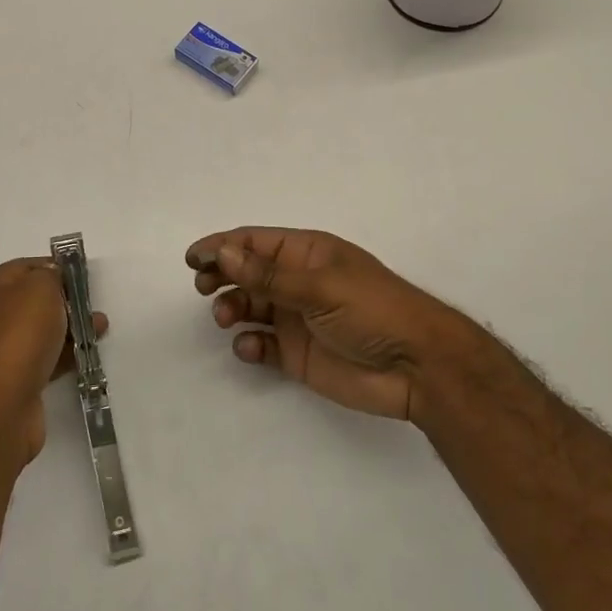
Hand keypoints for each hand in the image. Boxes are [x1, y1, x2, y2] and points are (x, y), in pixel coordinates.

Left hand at [0, 258, 106, 463]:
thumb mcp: (38, 288)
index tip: (80, 275)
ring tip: (99, 329)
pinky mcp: (9, 382)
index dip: (52, 267)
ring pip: (38, 331)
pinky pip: (41, 359)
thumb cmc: (17, 337)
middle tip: (91, 304)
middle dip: (64, 300)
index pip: (22, 268)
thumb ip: (49, 275)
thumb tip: (52, 278)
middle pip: (30, 301)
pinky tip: (86, 354)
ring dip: (69, 328)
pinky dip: (63, 354)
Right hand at [187, 227, 475, 423]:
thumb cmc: (374, 311)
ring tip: (227, 318)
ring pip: (250, 307)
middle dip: (222, 276)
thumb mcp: (320, 286)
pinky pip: (262, 344)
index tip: (193, 259)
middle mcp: (297, 282)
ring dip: (232, 309)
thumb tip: (222, 252)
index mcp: (307, 254)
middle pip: (247, 273)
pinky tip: (251, 348)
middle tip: (203, 287)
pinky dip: (249, 345)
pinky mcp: (297, 354)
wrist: (419, 368)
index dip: (222, 246)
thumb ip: (268, 275)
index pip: (255, 242)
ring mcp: (297, 318)